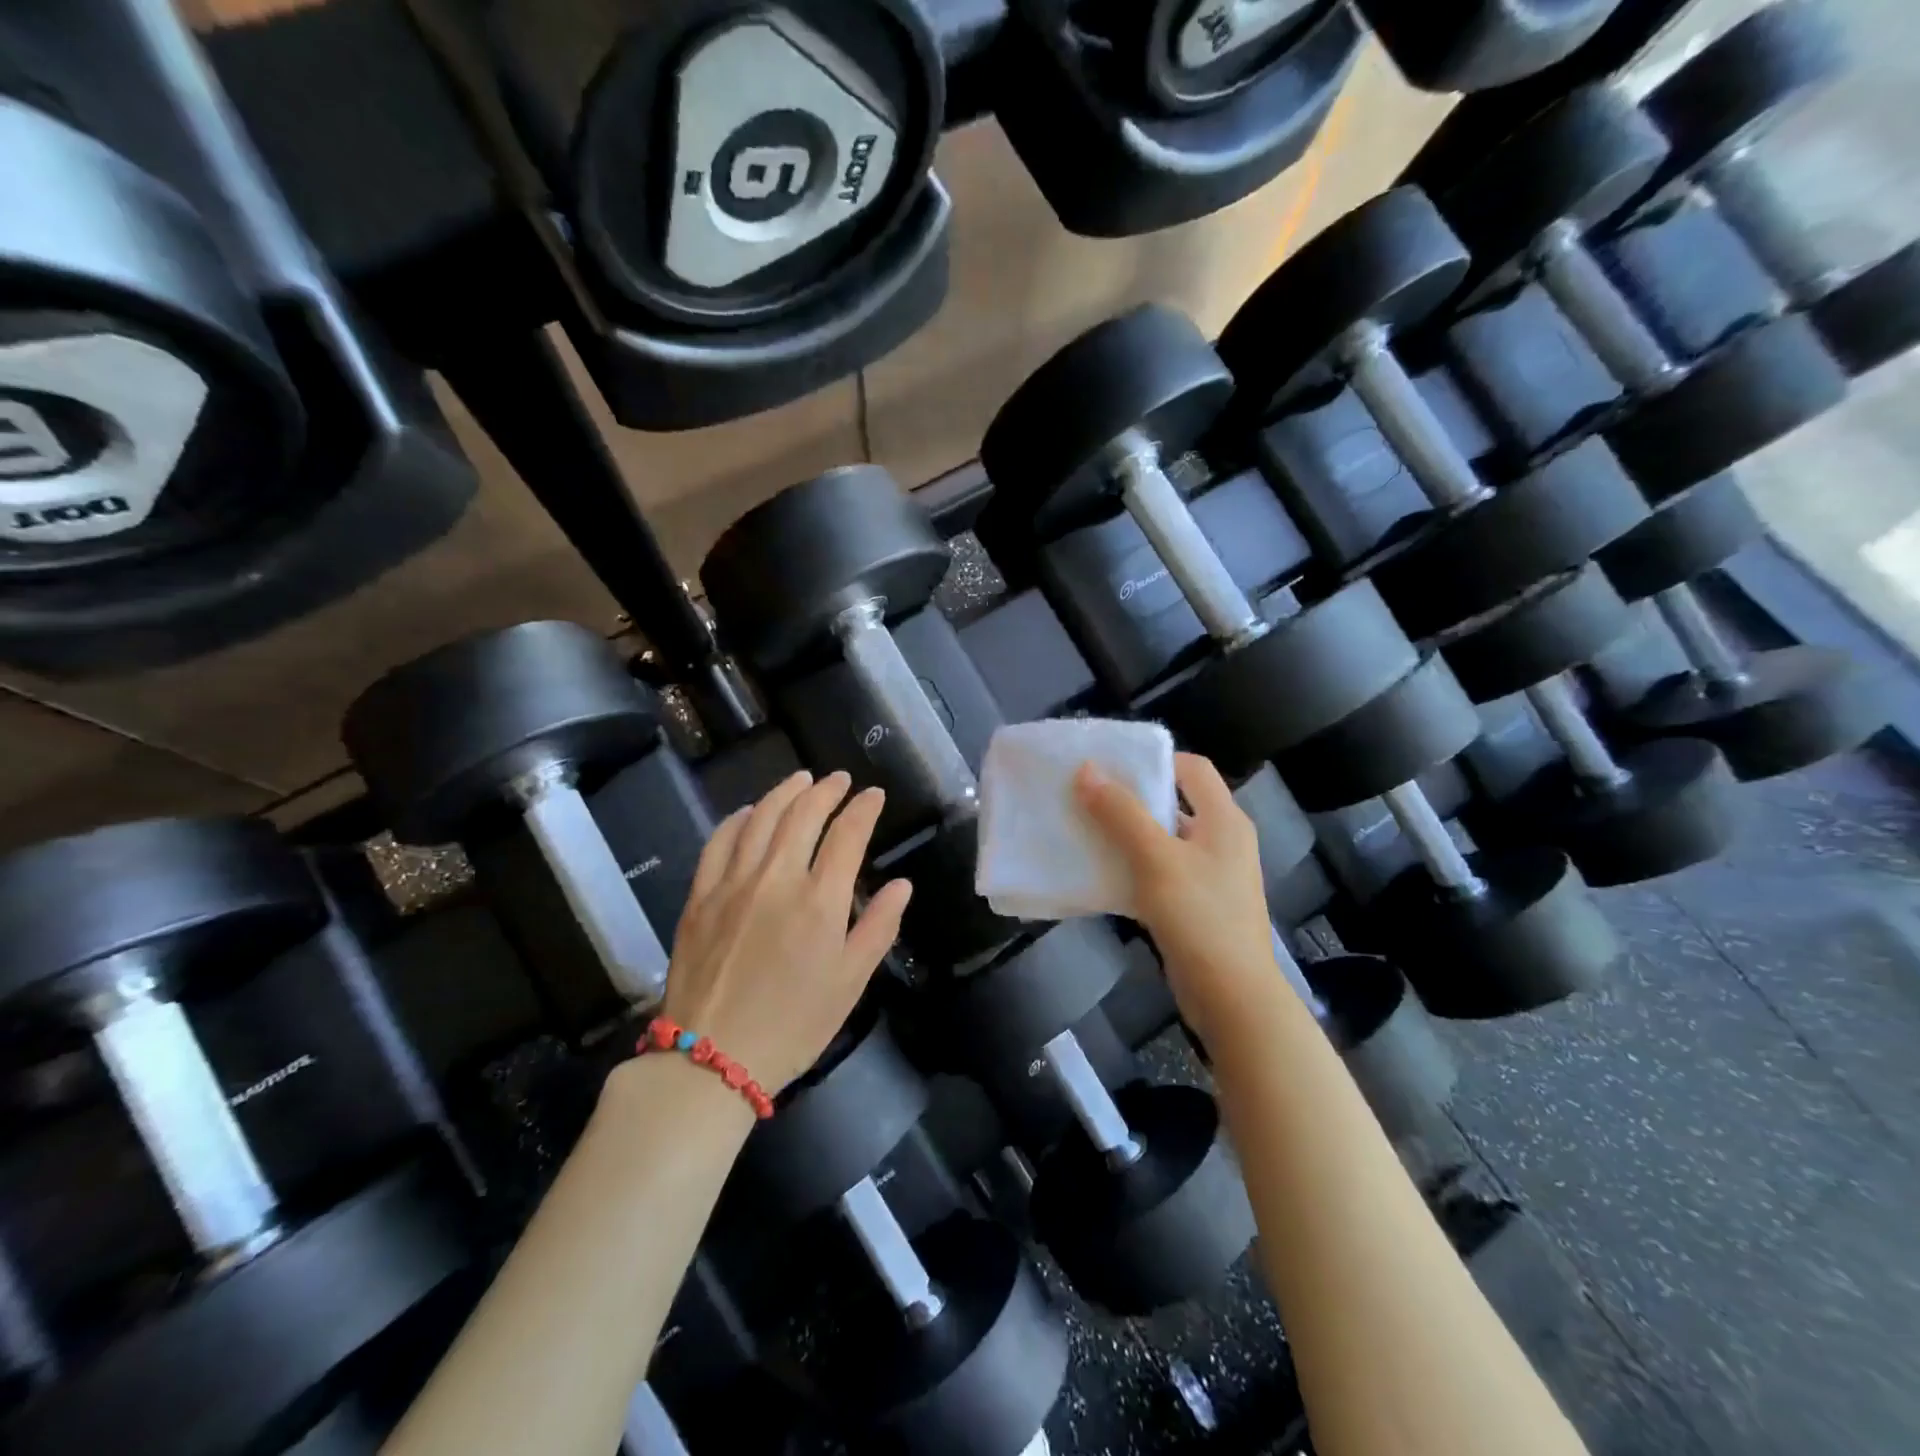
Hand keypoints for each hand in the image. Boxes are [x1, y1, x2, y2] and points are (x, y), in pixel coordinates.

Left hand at [662, 771, 911, 1093]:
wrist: (711, 1058)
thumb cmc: (793, 1025)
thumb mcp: (851, 983)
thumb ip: (878, 927)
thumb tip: (901, 884)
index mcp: (819, 901)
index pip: (847, 834)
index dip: (864, 809)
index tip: (874, 795)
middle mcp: (776, 879)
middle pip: (803, 815)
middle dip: (826, 790)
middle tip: (839, 779)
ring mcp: (733, 883)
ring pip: (761, 818)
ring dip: (784, 792)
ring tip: (801, 779)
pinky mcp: (700, 896)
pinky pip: (719, 842)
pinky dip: (738, 819)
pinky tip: (748, 812)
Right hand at [1076, 753, 1277, 1045]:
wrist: (1232, 996)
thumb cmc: (1199, 916)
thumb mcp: (1156, 858)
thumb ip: (1122, 813)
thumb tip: (1087, 770)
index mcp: (1224, 819)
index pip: (1192, 768)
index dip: (1153, 759)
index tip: (1110, 763)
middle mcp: (1223, 839)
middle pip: (1176, 801)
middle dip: (1132, 796)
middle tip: (1088, 794)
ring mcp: (1212, 874)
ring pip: (1165, 839)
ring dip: (1129, 833)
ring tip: (1087, 828)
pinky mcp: (1199, 904)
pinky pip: (1163, 871)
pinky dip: (1135, 866)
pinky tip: (1103, 872)